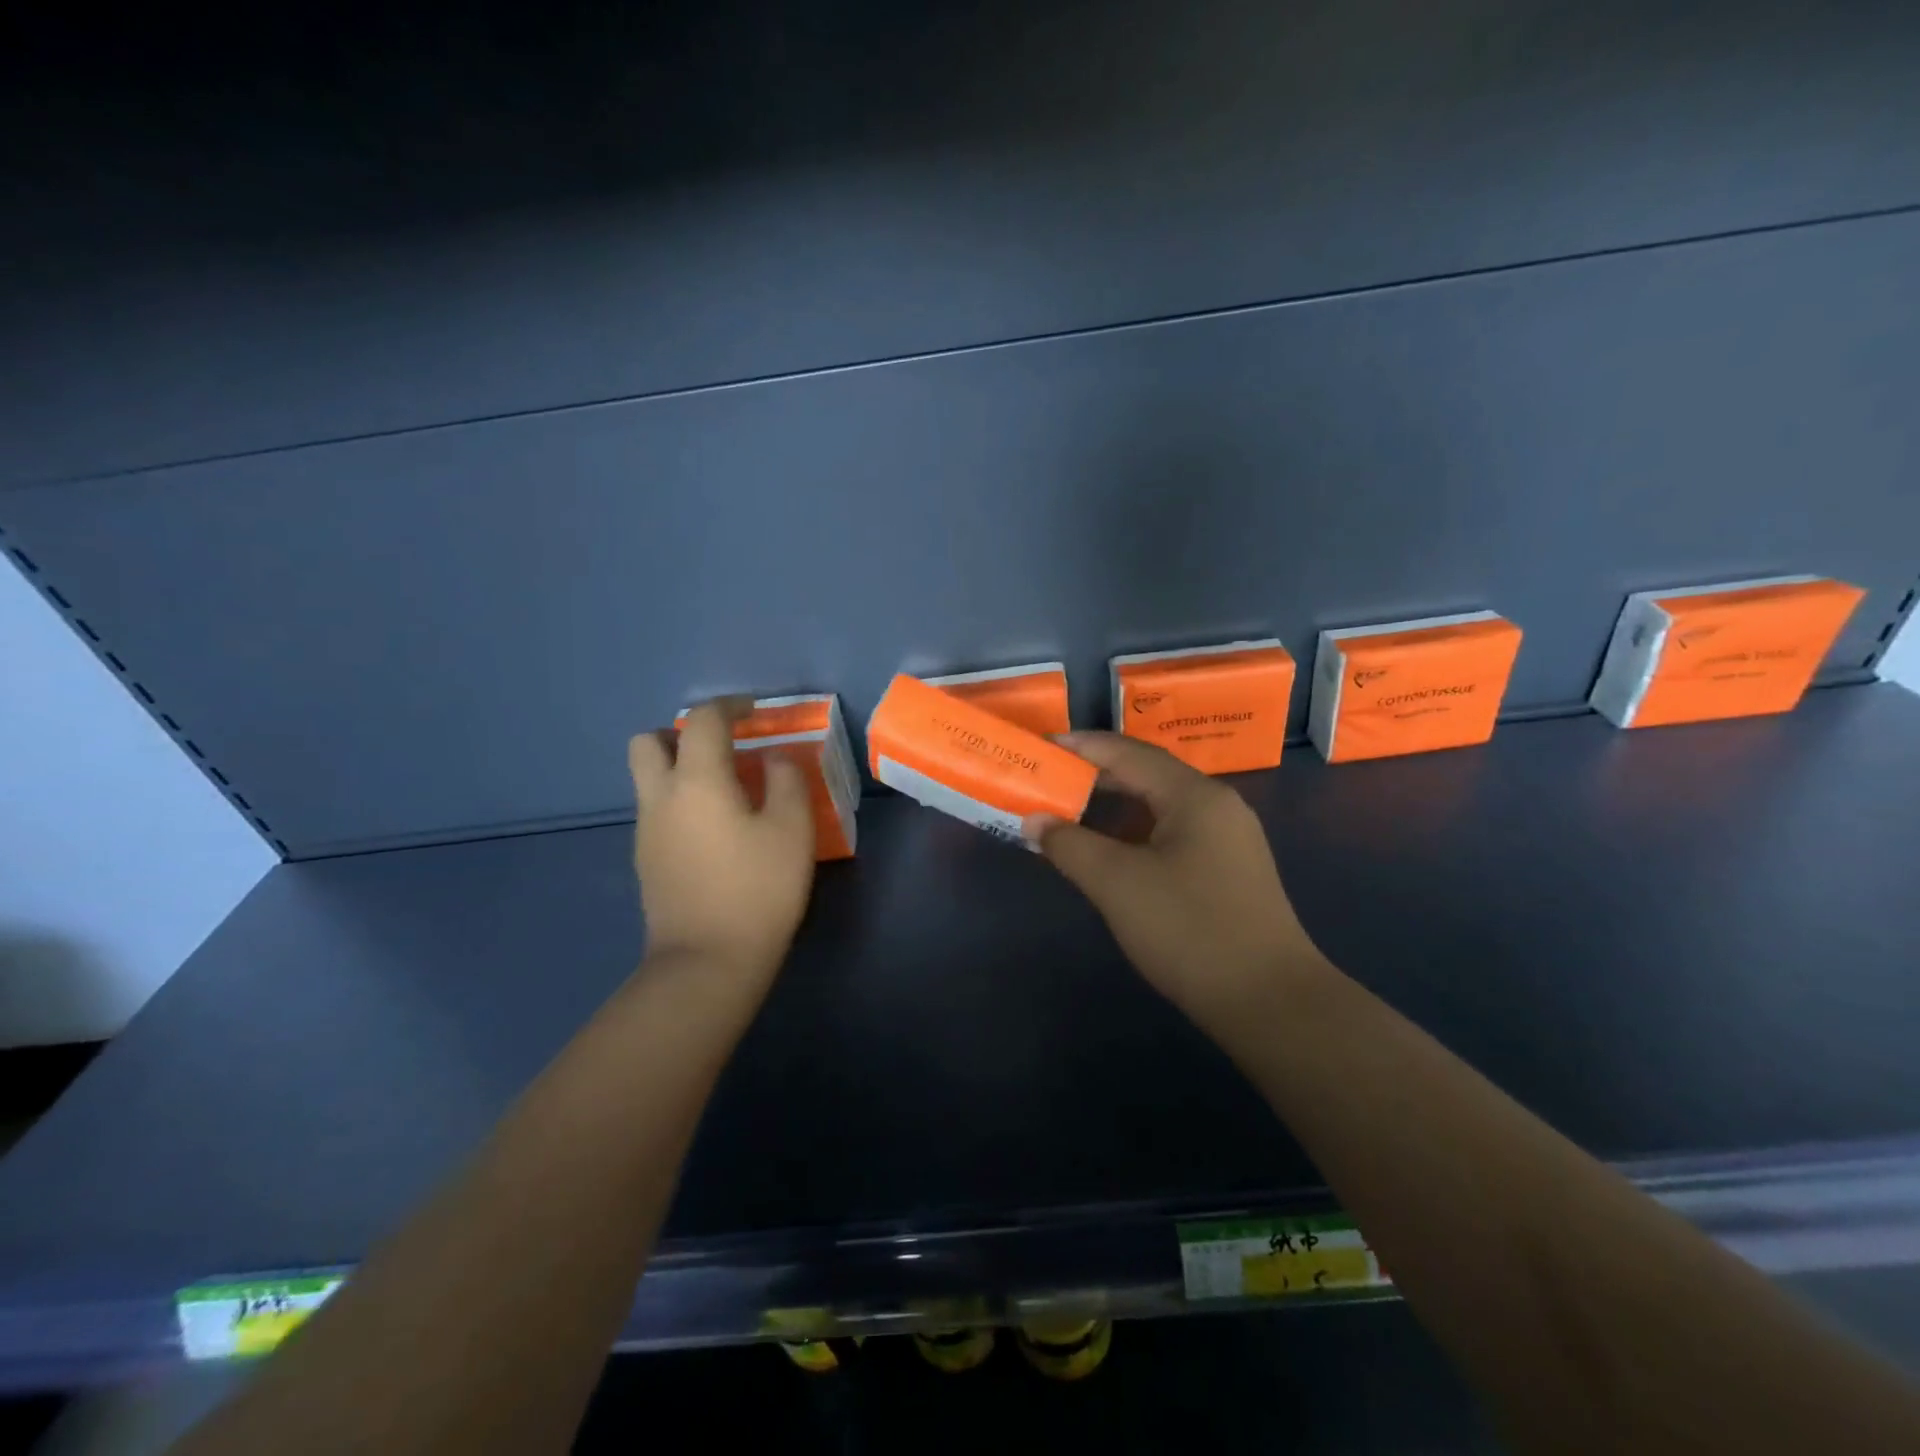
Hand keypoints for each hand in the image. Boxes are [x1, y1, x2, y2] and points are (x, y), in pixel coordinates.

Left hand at [628, 698, 815, 989]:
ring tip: (725, 789)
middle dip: (681, 733)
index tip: (754, 711)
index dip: (729, 707)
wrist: (707, 962)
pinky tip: (715, 828)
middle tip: (721, 748)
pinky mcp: (645, 860)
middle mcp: (660, 797)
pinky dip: (680, 801)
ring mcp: (646, 831)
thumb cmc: (757, 890)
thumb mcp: (792, 830)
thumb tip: (773, 760)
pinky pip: (656, 810)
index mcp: (697, 781)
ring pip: (648, 778)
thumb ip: (786, 781)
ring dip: (679, 768)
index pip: (703, 721)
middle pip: (648, 742)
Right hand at [1024, 733, 1327, 1034]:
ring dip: (1114, 806)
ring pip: (1160, 806)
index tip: (1041, 748)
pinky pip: (1172, 833)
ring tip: (1070, 811)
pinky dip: (1135, 832)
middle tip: (1049, 779)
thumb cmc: (1189, 930)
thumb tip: (1033, 821)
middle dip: (1095, 775)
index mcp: (1194, 795)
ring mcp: (1228, 839)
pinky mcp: (1228, 870)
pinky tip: (1111, 851)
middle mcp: (1216, 805)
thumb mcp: (1117, 884)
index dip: (1081, 746)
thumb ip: (1069, 845)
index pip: (1128, 752)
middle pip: (1147, 774)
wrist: (1270, 1002)